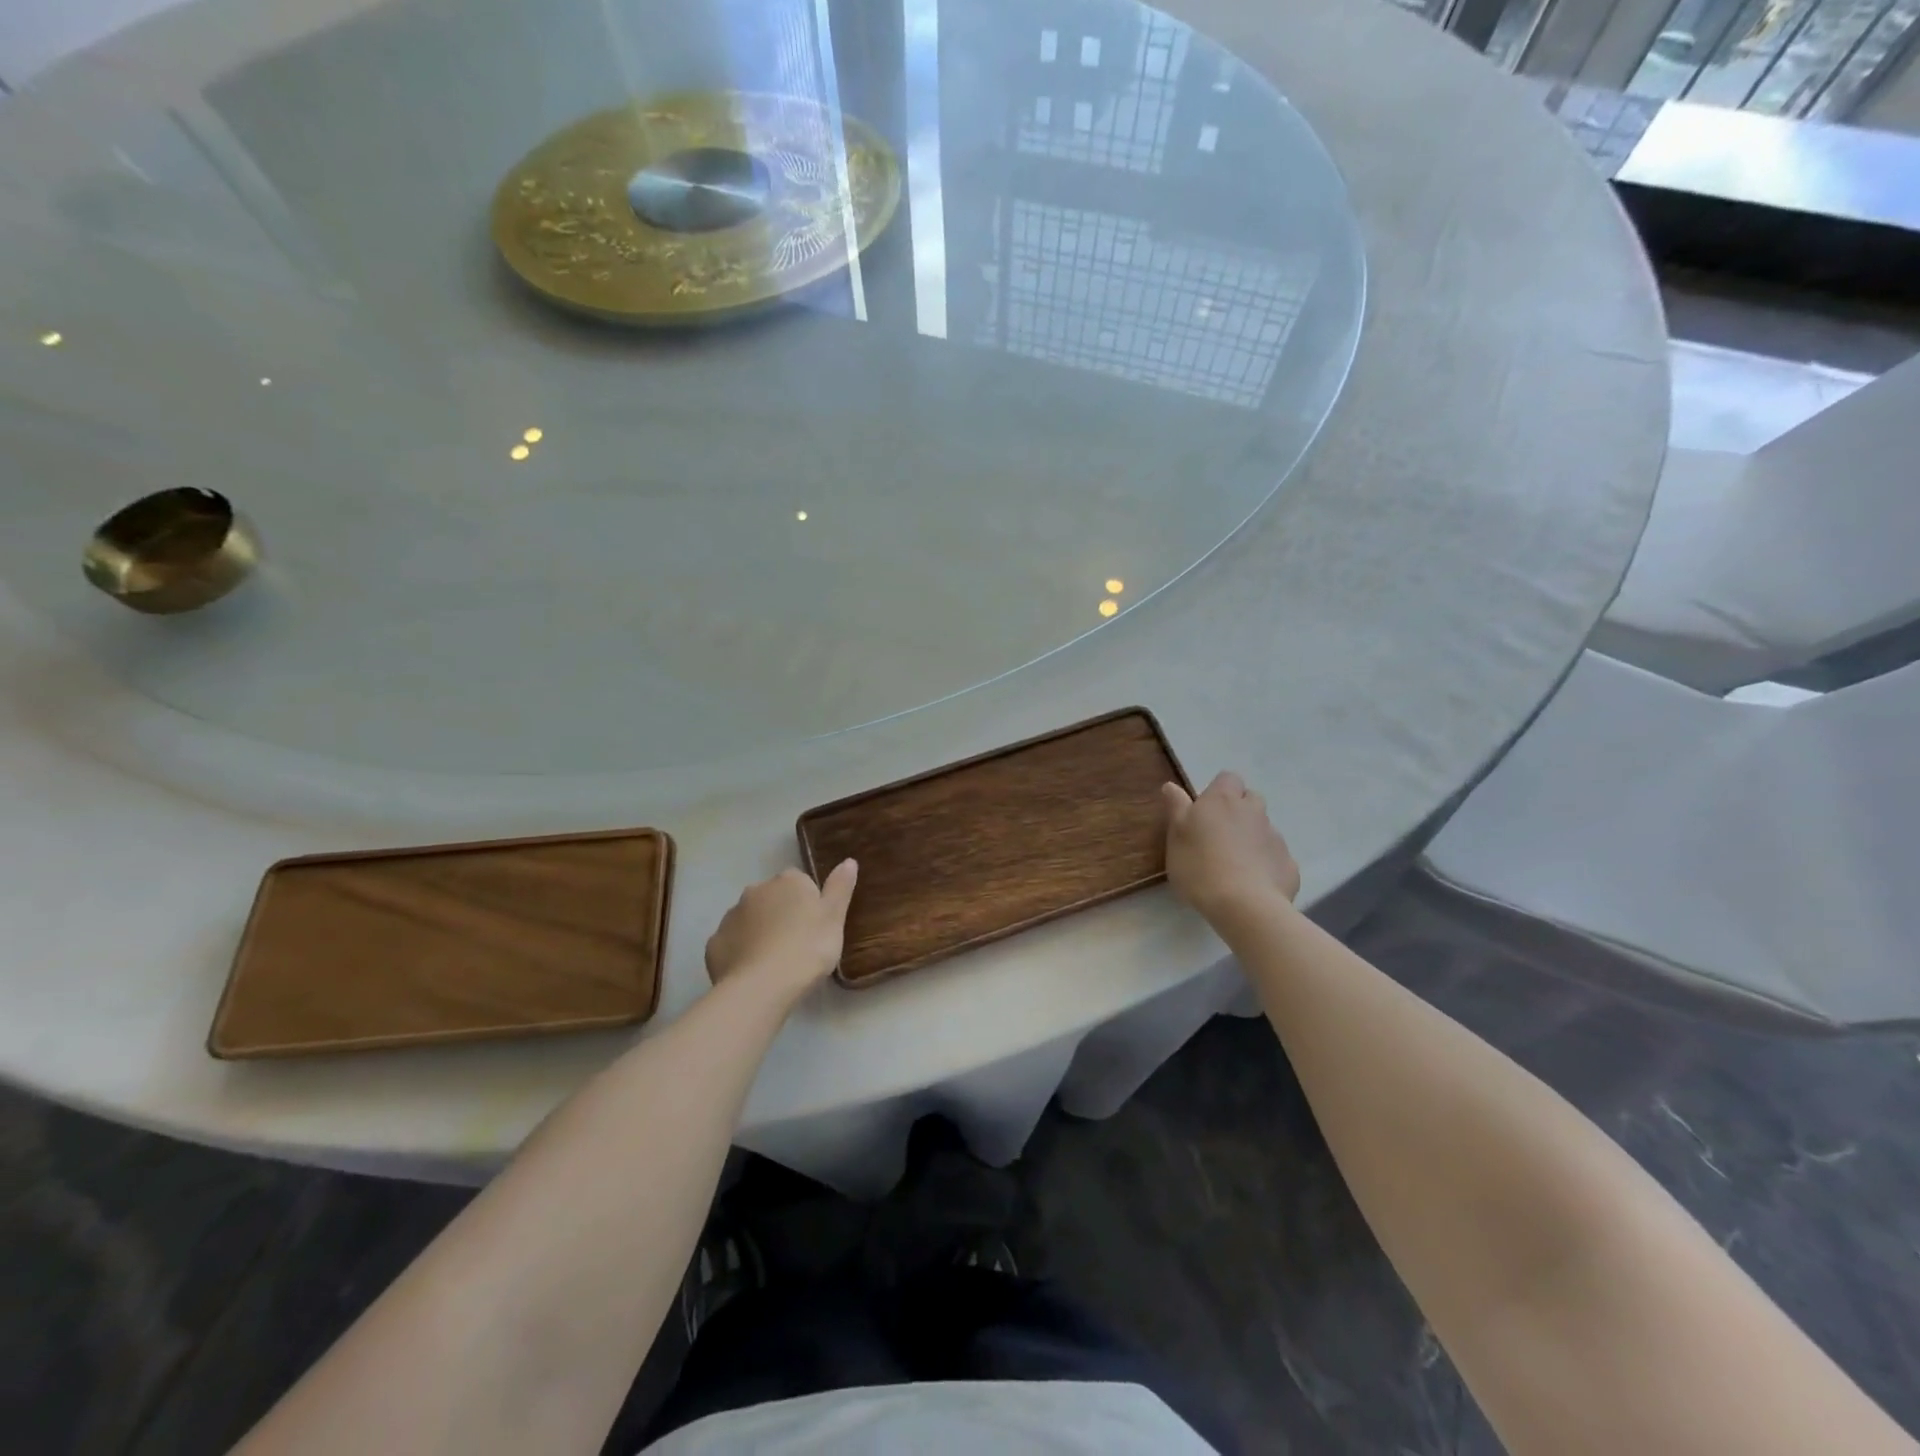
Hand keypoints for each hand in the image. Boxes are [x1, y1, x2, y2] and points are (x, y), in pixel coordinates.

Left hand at [705, 861, 858, 1005]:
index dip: (809, 904)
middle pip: (773, 899)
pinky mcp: (714, 943)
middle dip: (781, 915)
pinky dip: (741, 952)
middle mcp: (756, 890)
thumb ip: (840, 887)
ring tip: (774, 962)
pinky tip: (752, 972)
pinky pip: (732, 943)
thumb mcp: (834, 918)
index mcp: (788, 881)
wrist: (762, 986)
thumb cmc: (807, 948)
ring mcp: (731, 916)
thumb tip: (849, 861)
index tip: (816, 927)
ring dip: (760, 932)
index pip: (800, 882)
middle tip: (797, 945)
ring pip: (750, 919)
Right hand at [1162, 772, 1299, 919]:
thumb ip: (1176, 807)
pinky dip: (1266, 863)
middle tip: (1220, 835)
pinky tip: (1253, 883)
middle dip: (1239, 810)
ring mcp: (1275, 837)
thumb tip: (1171, 785)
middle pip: (1251, 799)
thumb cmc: (1200, 866)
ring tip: (1235, 863)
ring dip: (1252, 837)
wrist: (1244, 905)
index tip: (1206, 810)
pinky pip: (1276, 856)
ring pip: (1264, 828)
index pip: (1228, 778)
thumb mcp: (1176, 835)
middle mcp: (1253, 812)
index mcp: (1223, 800)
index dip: (1219, 790)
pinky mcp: (1289, 864)